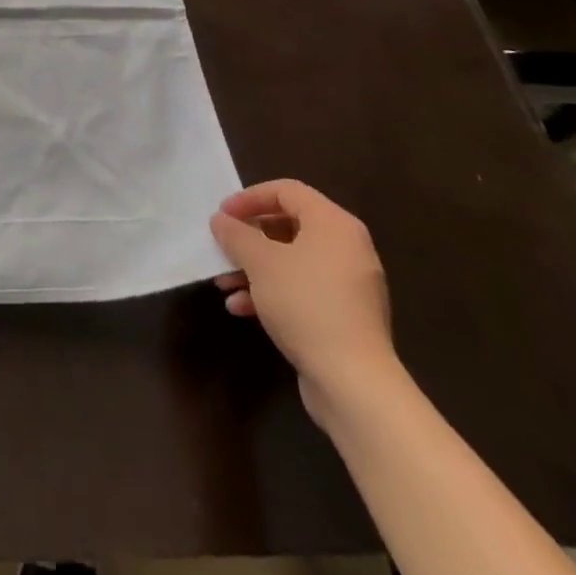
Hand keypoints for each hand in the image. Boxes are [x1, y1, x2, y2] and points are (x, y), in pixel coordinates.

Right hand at [210, 180, 395, 412]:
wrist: (354, 383)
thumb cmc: (305, 304)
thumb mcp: (260, 262)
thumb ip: (236, 234)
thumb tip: (222, 221)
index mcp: (334, 224)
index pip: (287, 191)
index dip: (250, 197)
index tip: (222, 214)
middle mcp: (348, 248)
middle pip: (288, 226)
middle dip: (249, 238)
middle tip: (223, 247)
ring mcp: (350, 285)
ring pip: (292, 261)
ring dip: (255, 268)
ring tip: (224, 284)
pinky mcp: (346, 316)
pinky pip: (303, 289)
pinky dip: (273, 292)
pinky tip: (243, 309)